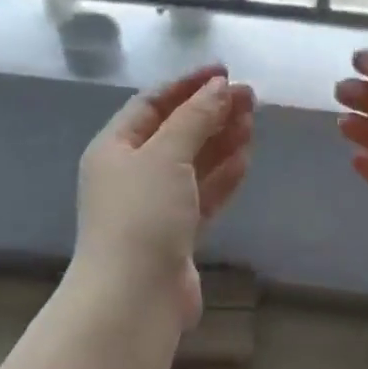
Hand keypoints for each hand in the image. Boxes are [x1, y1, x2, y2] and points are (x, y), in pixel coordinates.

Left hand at [75, 64, 256, 326]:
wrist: (134, 296)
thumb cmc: (142, 215)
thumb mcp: (166, 155)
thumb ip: (194, 119)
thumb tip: (219, 89)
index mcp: (114, 148)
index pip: (151, 104)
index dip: (187, 86)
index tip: (225, 72)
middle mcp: (131, 174)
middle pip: (175, 133)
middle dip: (210, 113)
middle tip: (250, 97)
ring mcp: (154, 207)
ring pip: (192, 165)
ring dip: (220, 142)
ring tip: (253, 122)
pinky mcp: (177, 236)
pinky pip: (202, 196)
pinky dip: (222, 177)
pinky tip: (245, 158)